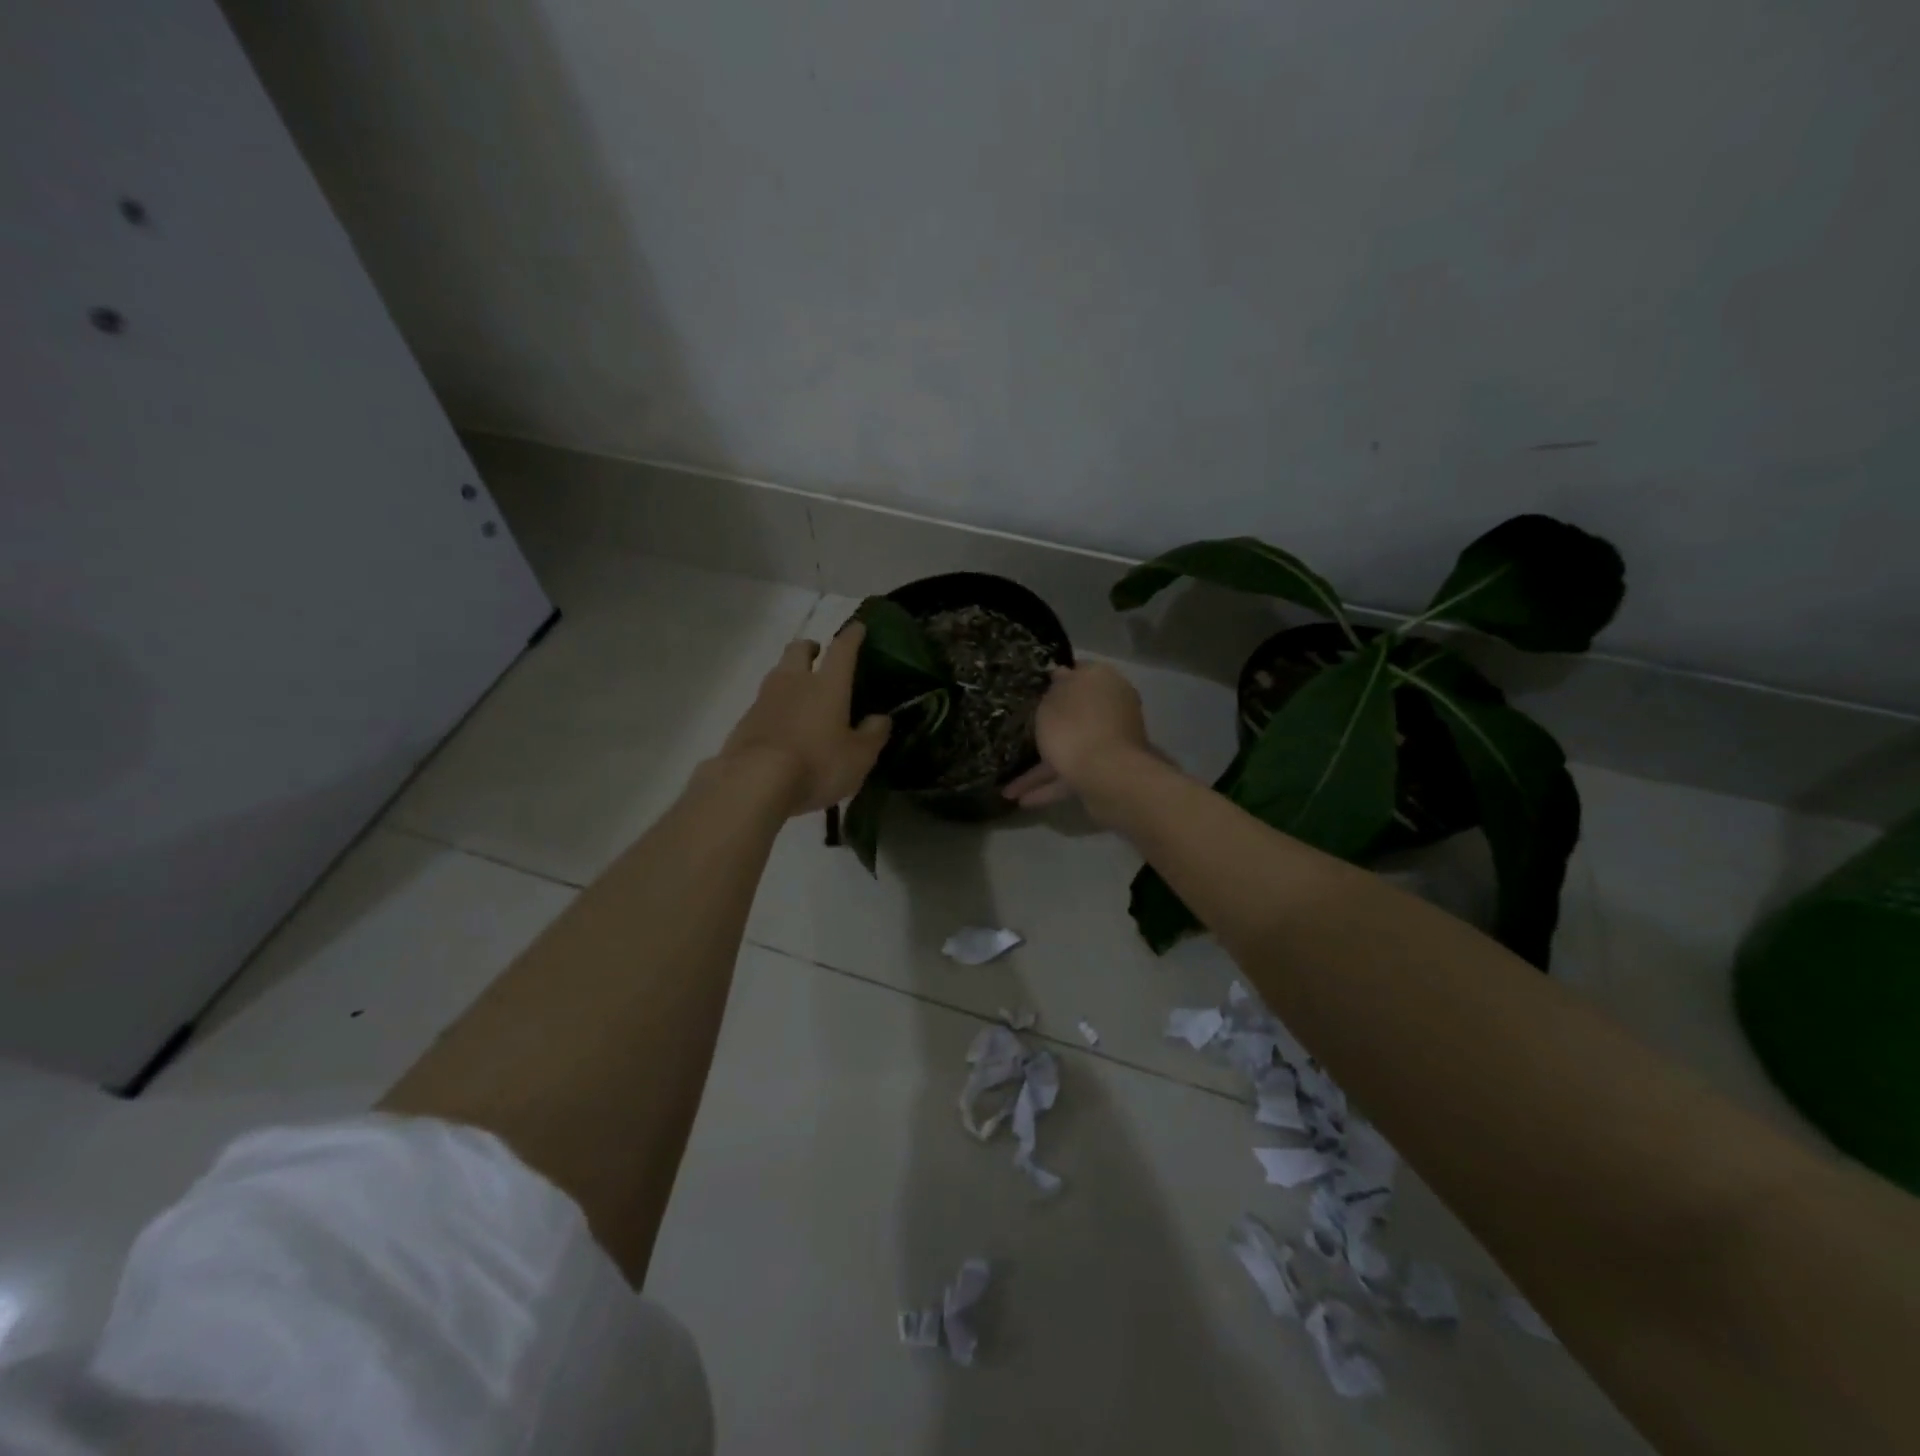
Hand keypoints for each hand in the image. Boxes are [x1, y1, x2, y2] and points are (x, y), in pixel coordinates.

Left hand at [715, 624, 891, 815]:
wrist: (754, 782)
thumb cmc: (817, 764)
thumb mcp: (859, 757)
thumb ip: (873, 734)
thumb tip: (881, 718)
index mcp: (827, 685)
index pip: (842, 649)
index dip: (852, 636)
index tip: (858, 627)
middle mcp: (794, 682)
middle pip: (798, 650)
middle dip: (810, 648)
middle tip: (818, 656)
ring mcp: (764, 699)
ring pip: (777, 674)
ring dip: (790, 676)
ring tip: (800, 694)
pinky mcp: (744, 721)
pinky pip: (763, 704)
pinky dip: (775, 707)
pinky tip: (781, 726)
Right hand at [1002, 661, 1151, 808]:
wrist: (1108, 775)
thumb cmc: (1075, 727)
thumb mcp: (1052, 701)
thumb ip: (1053, 689)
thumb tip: (1061, 674)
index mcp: (1102, 681)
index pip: (1079, 672)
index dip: (1056, 680)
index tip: (1032, 689)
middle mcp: (1110, 708)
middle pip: (1073, 714)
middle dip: (1047, 728)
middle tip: (1020, 734)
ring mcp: (1109, 742)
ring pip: (1070, 748)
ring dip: (1039, 769)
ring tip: (1008, 788)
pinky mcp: (1106, 772)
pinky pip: (1072, 775)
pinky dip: (1049, 787)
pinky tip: (1022, 801)